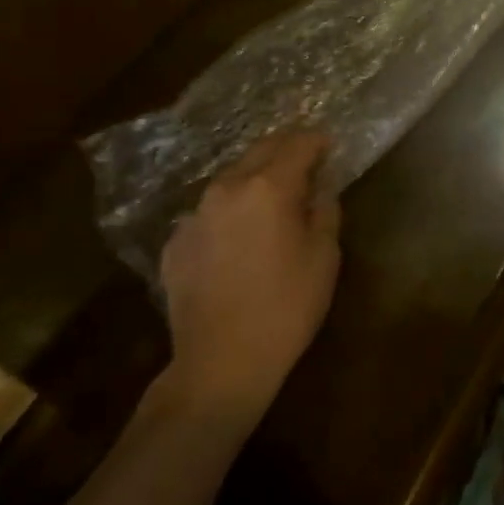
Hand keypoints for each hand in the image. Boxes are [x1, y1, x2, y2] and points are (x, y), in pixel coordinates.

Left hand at [157, 133, 341, 426]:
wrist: (220, 363)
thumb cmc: (286, 308)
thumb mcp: (324, 257)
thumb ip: (325, 210)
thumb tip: (320, 187)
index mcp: (268, 187)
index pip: (297, 145)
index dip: (317, 142)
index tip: (329, 145)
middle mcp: (226, 189)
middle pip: (259, 151)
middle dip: (285, 150)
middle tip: (305, 161)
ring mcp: (194, 215)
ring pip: (230, 180)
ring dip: (254, 180)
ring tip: (271, 199)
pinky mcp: (174, 242)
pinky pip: (209, 214)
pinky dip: (228, 214)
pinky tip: (237, 240)